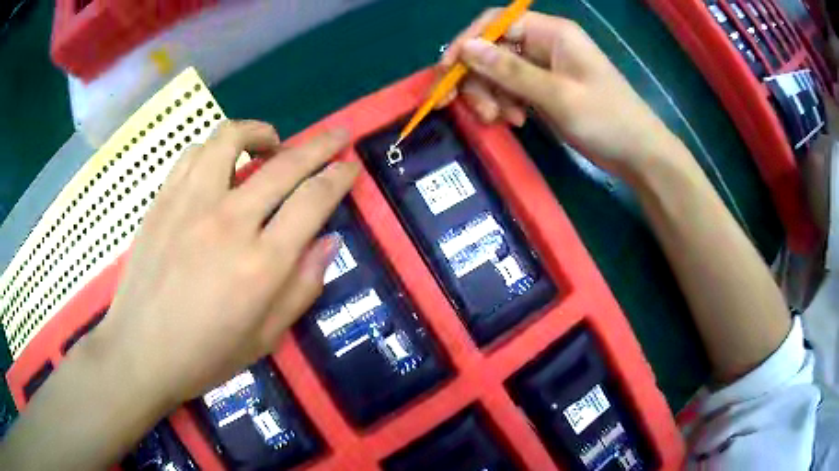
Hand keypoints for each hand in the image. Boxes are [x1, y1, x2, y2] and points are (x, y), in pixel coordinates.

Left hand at [91, 120, 358, 406]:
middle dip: (321, 145)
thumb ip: (302, 288)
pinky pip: (194, 154)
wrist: (139, 352)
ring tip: (270, 144)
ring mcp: (190, 204)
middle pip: (285, 164)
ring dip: (261, 133)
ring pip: (232, 139)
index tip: (350, 166)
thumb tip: (329, 242)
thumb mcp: (266, 338)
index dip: (339, 177)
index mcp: (261, 265)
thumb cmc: (205, 356)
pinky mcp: (163, 200)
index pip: (313, 201)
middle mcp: (229, 222)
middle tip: (337, 136)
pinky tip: (220, 165)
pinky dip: (217, 148)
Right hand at [440, 10, 683, 175]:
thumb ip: (510, 71)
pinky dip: (506, 104)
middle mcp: (543, 44)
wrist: (638, 154)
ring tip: (502, 121)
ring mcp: (543, 67)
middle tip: (482, 112)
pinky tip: (516, 121)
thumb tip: (466, 48)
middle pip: (492, 49)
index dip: (467, 42)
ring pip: (498, 72)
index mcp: (551, 32)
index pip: (496, 22)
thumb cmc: (607, 119)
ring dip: (491, 96)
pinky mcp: (544, 89)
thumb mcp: (558, 95)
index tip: (447, 72)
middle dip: (480, 79)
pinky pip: (511, 89)